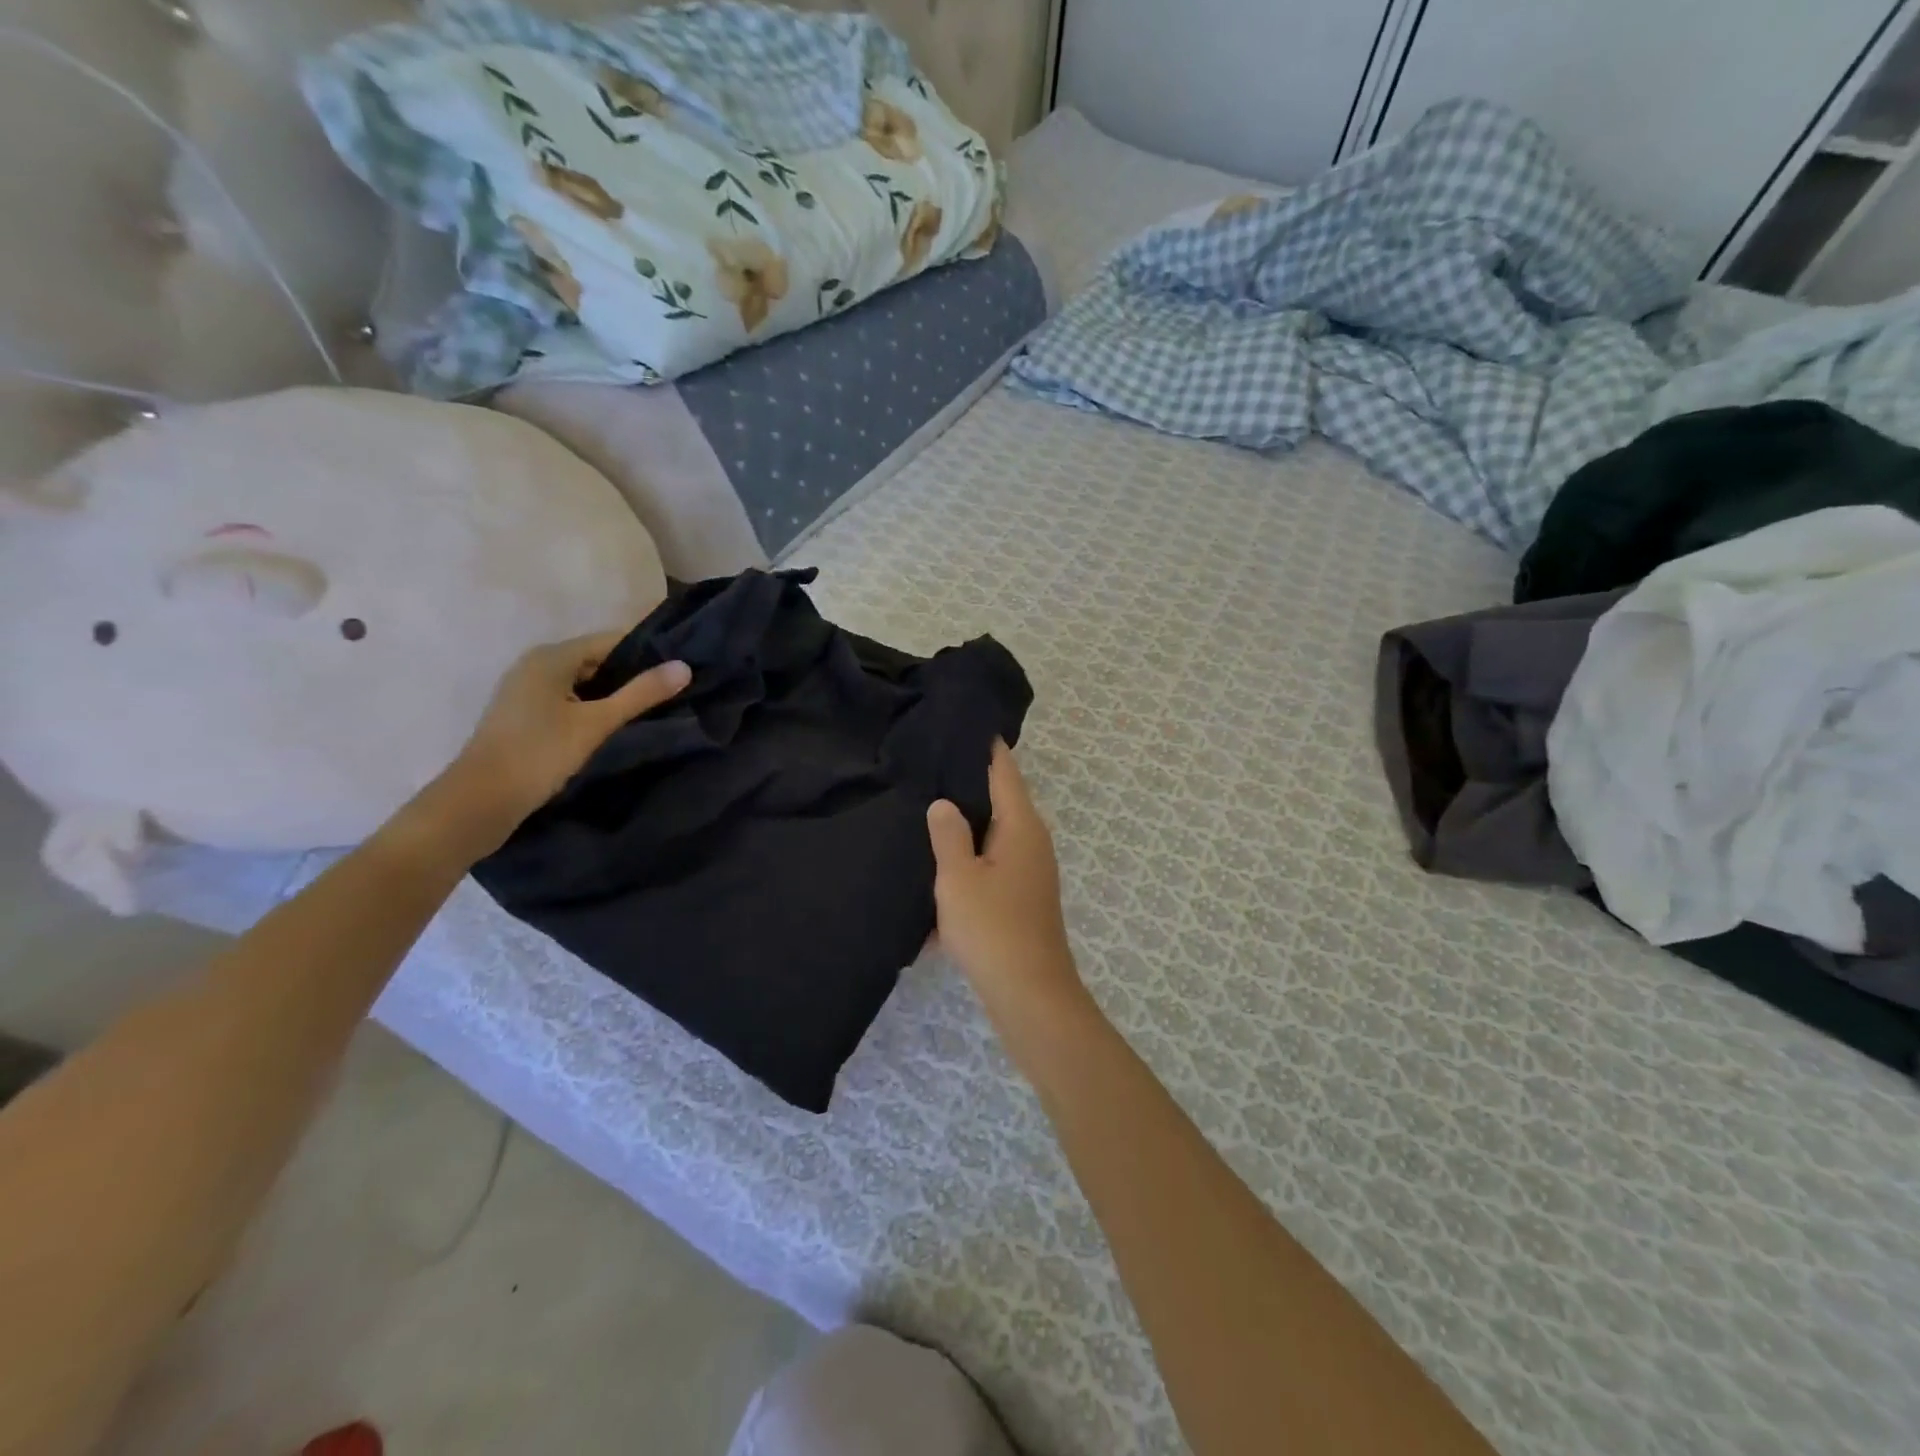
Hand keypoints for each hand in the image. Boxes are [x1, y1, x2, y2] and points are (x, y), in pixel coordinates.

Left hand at [417, 632, 689, 859]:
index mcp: (551, 657)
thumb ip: (641, 694)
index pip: (611, 641)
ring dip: (614, 695)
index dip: (647, 652)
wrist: (480, 802)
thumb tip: (684, 667)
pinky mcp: (525, 716)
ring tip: (653, 710)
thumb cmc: (539, 754)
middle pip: (597, 660)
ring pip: (584, 683)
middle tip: (673, 693)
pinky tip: (616, 727)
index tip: (680, 669)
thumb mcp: (597, 723)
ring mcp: (527, 691)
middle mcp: (536, 665)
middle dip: (633, 675)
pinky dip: (594, 708)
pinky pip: (570, 700)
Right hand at [926, 743, 1085, 1025]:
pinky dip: (969, 864)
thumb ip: (948, 835)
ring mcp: (1031, 871)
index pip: (1004, 770)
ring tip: (926, 812)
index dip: (986, 747)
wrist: (1029, 994)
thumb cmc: (992, 928)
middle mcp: (1033, 841)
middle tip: (929, 767)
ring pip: (994, 837)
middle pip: (1001, 801)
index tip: (962, 726)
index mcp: (1021, 826)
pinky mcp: (1023, 898)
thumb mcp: (958, 878)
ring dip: (966, 828)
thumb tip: (944, 802)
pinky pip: (992, 868)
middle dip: (969, 786)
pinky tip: (939, 869)